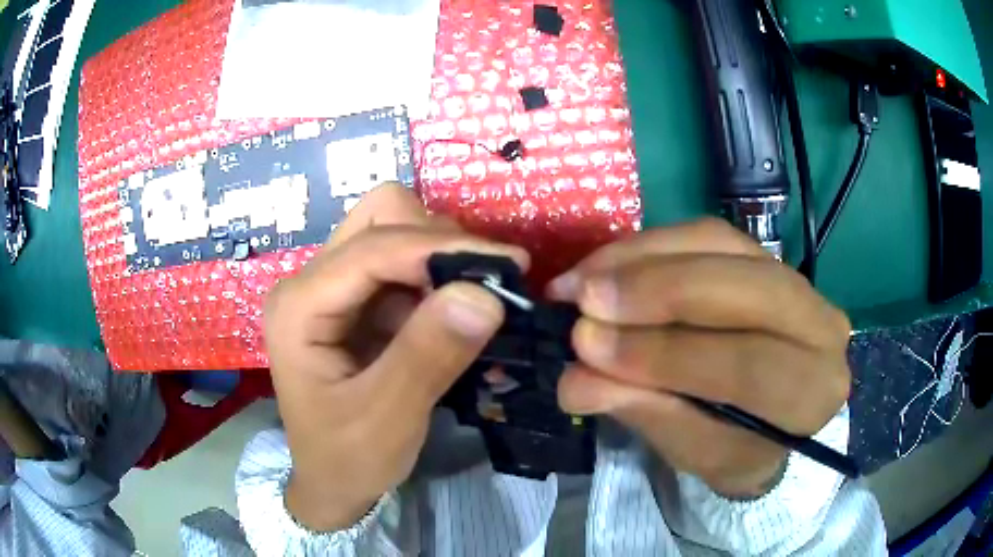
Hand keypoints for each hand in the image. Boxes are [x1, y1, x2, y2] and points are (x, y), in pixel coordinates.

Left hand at [264, 184, 526, 529]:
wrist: (333, 483)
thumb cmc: (348, 457)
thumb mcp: (387, 418)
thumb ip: (428, 355)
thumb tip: (484, 294)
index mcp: (299, 306)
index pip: (373, 248)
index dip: (441, 248)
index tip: (507, 265)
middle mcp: (310, 282)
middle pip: (379, 218)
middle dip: (436, 240)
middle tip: (483, 283)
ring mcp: (333, 288)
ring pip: (394, 231)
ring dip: (440, 257)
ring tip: (473, 302)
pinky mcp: (356, 301)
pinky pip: (403, 265)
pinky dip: (437, 278)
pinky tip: (456, 313)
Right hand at [549, 219, 851, 498]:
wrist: (766, 416)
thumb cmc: (736, 445)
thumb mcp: (695, 450)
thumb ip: (645, 411)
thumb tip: (573, 381)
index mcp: (814, 389)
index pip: (749, 365)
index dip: (667, 354)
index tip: (589, 346)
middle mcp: (820, 322)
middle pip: (743, 288)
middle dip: (657, 291)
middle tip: (585, 300)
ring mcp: (793, 277)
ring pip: (719, 246)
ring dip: (642, 259)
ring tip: (583, 281)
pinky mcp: (760, 253)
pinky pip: (703, 234)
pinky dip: (648, 246)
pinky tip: (607, 265)